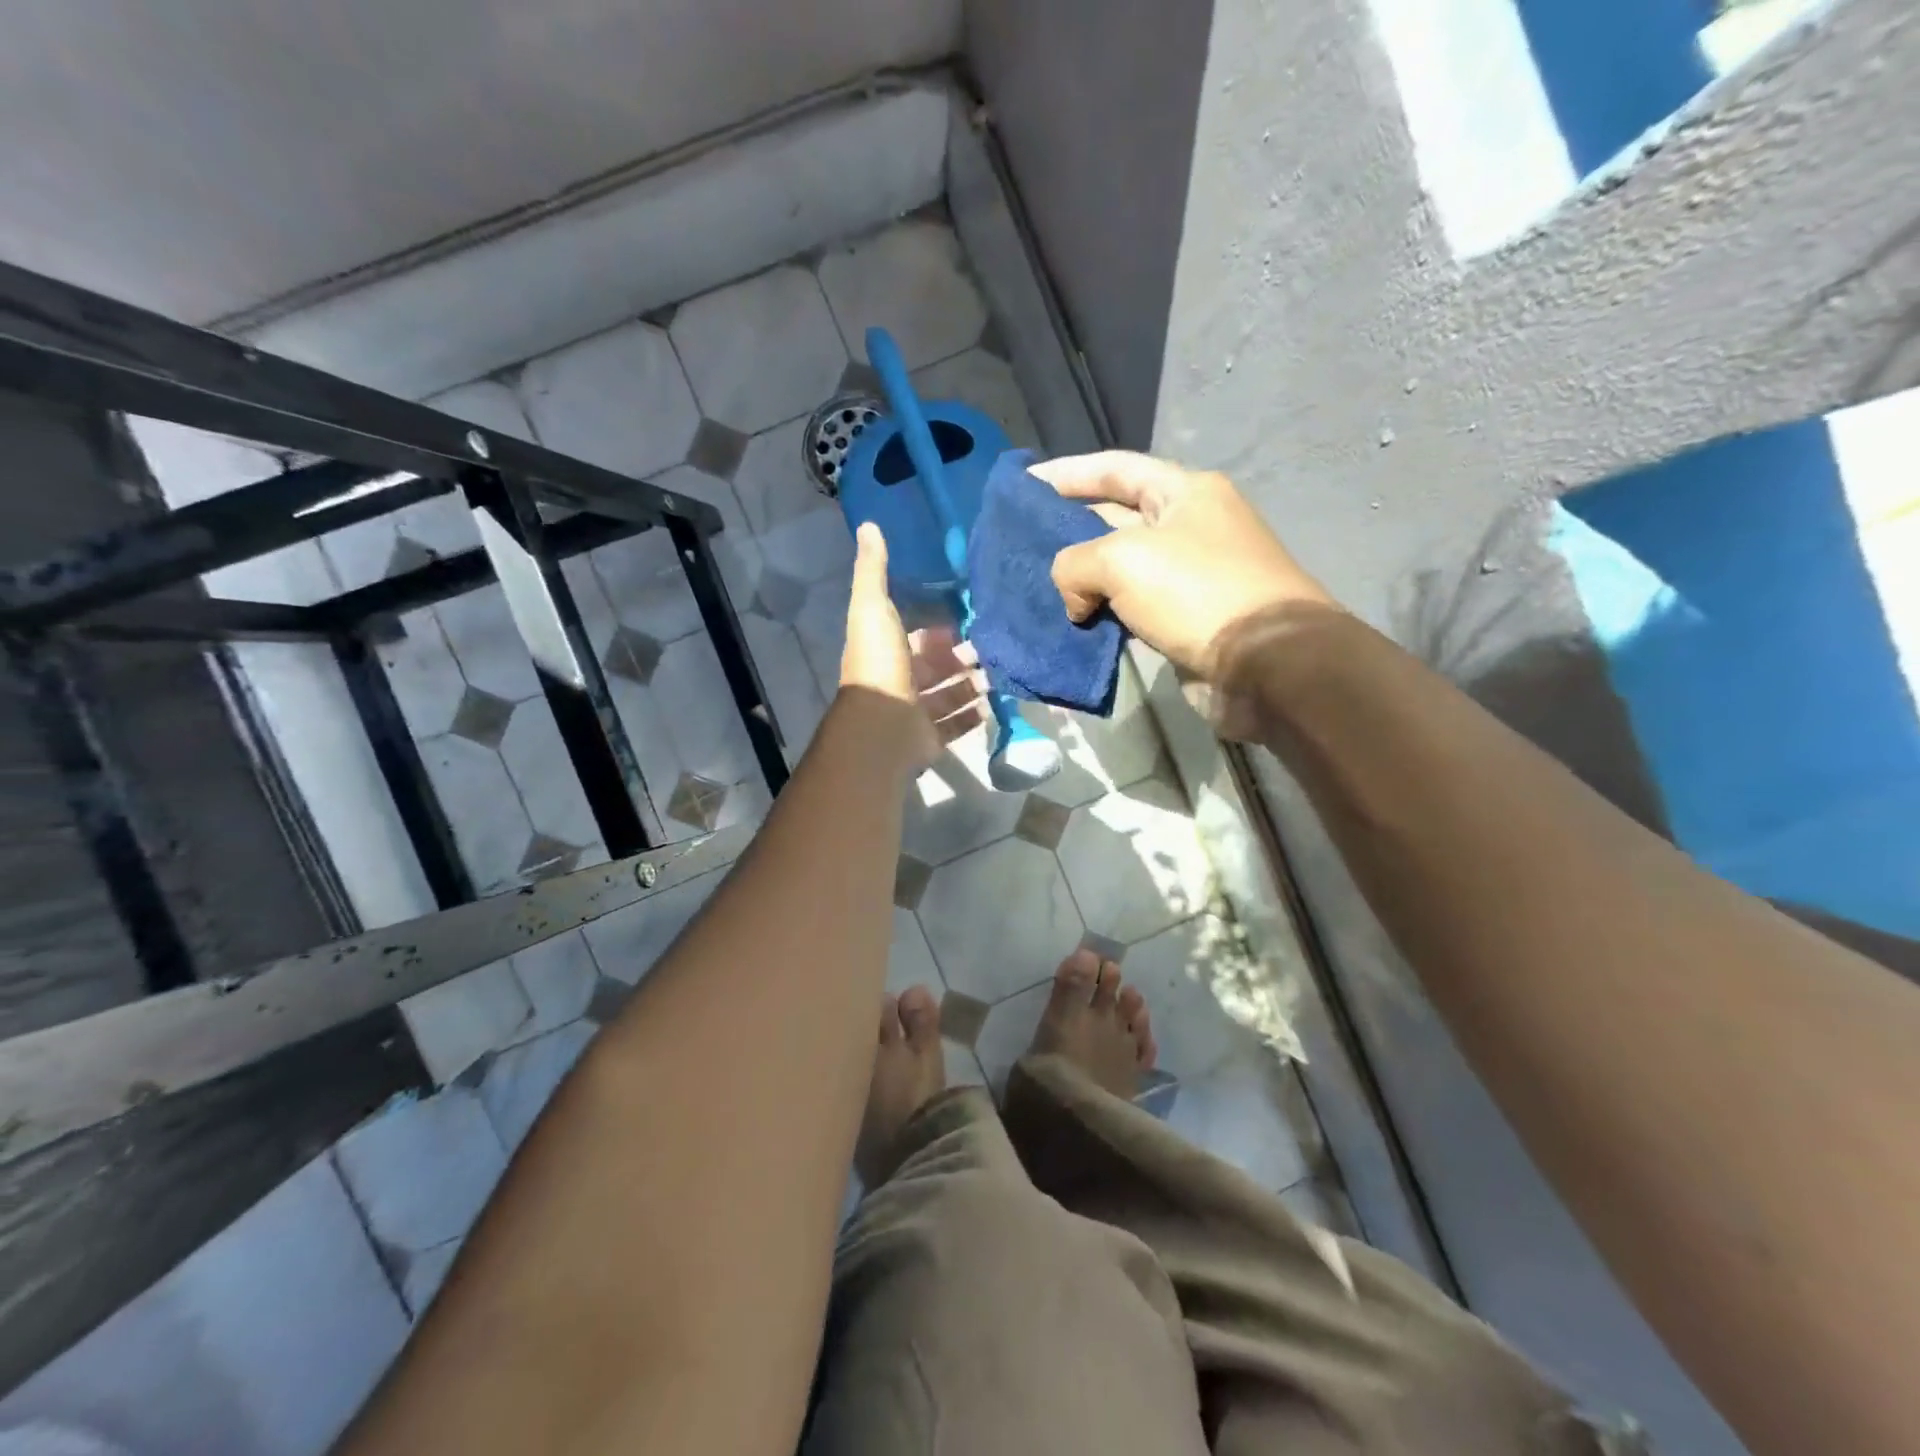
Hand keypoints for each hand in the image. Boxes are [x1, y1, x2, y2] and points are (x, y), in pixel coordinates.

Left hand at [840, 522, 987, 766]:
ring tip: (999, 672)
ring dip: (971, 685)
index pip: (915, 634)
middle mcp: (899, 680)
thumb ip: (873, 570)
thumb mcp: (873, 607)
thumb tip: (868, 525)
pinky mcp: (930, 739)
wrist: (882, 727)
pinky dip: (973, 716)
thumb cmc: (880, 664)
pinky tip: (993, 704)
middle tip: (992, 645)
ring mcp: (914, 713)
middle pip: (935, 666)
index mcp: (886, 649)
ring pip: (948, 695)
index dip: (937, 625)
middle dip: (960, 656)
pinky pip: (956, 725)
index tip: (967, 613)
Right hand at [1032, 452, 1335, 736]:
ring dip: (1081, 578)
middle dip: (1067, 528)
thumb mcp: (1122, 559)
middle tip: (1018, 542)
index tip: (1023, 484)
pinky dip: (1100, 613)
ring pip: (1120, 569)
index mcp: (1183, 492)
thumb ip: (1075, 564)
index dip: (1066, 473)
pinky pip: (1130, 608)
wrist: (1265, 664)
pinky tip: (1068, 622)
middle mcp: (1188, 527)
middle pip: (1115, 517)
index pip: (1114, 468)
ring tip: (1033, 585)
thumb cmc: (1196, 591)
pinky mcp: (1184, 621)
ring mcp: (1188, 576)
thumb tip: (1075, 601)